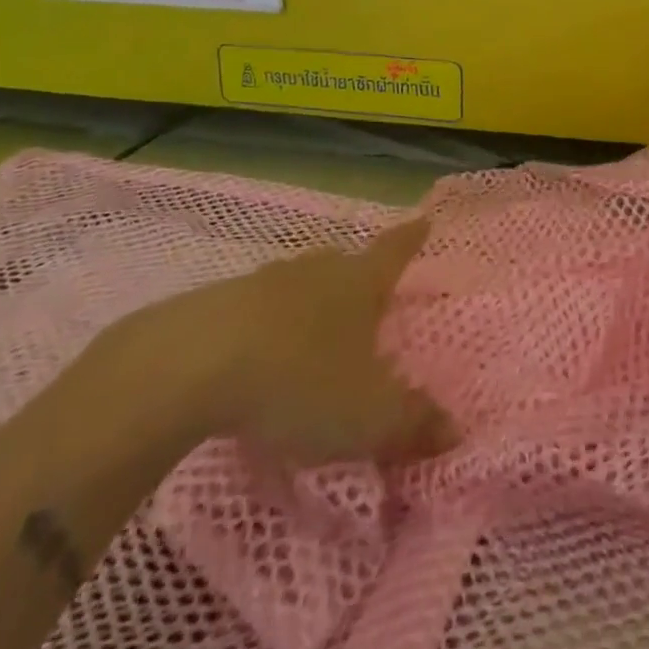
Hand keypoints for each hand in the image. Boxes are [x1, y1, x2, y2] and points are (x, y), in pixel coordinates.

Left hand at [96, 218, 453, 470]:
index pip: (394, 252)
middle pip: (345, 264)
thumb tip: (456, 429)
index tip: (424, 219)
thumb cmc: (299, 380)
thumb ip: (413, 422)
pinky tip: (258, 356)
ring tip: (313, 329)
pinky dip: (266, 326)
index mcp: (359, 284)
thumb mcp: (367, 416)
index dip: (412, 238)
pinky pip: (256, 309)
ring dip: (310, 302)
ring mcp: (264, 283)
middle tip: (366, 294)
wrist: (191, 366)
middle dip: (358, 277)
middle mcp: (316, 271)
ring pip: (299, 284)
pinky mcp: (217, 305)